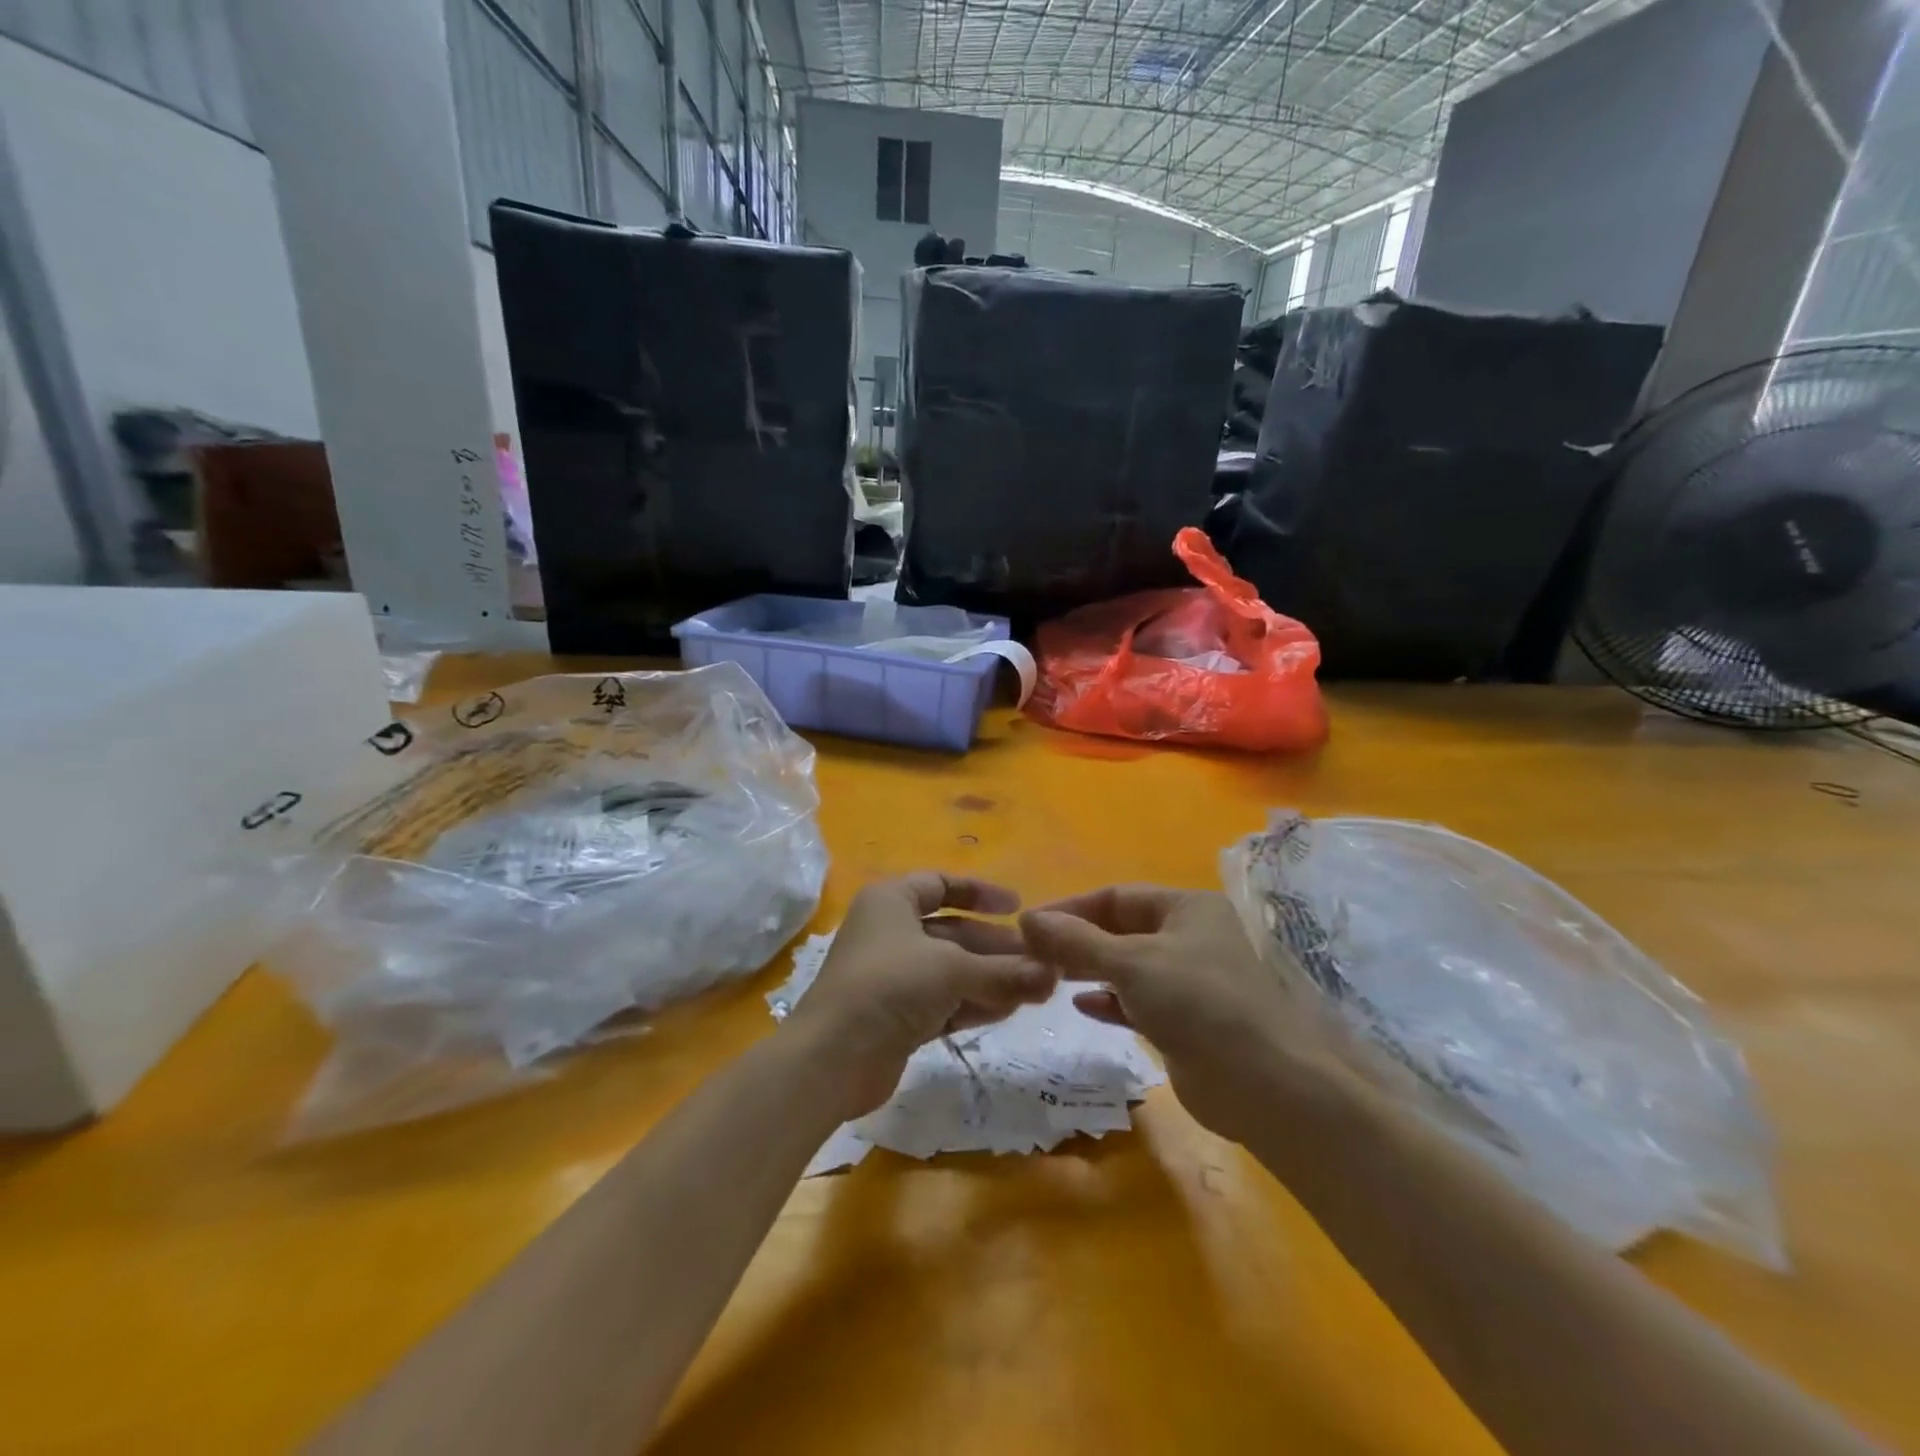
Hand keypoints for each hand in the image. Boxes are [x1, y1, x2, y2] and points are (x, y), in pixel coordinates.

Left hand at [785, 873, 1058, 1118]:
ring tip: (1035, 988)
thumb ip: (1005, 971)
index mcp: (892, 900)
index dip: (981, 892)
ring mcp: (892, 976)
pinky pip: (942, 1001)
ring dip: (990, 977)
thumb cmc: (891, 986)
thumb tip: (1053, 974)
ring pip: (950, 969)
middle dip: (995, 945)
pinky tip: (1007, 1010)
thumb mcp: (953, 970)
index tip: (1018, 907)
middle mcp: (889, 931)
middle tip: (1039, 959)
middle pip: (952, 930)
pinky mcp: (896, 1016)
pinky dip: (972, 1003)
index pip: (941, 884)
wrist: (833, 1058)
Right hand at [1020, 885, 1351, 1144]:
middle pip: (1122, 930)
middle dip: (1078, 941)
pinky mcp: (1186, 1022)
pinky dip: (1111, 1001)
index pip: (1117, 896)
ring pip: (1129, 967)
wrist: (1265, 1085)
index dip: (1071, 907)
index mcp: (1188, 907)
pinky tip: (1082, 1006)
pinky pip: (1138, 1002)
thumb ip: (1076, 941)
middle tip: (1033, 954)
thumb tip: (1027, 918)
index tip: (1029, 924)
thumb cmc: (1198, 1002)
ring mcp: (1190, 982)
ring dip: (1091, 970)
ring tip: (1049, 977)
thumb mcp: (1132, 962)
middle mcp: (1191, 937)